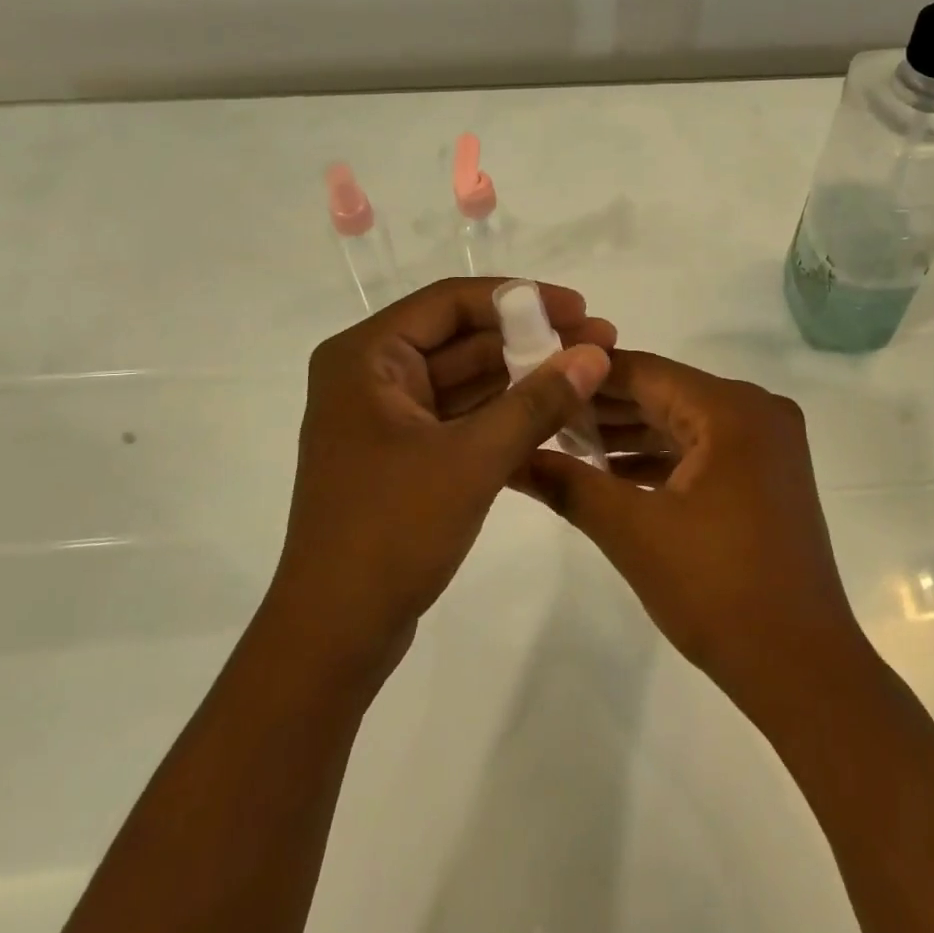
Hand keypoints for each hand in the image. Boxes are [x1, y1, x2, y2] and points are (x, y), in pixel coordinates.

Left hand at [269, 278, 614, 689]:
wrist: (335, 633)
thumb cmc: (392, 532)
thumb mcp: (473, 459)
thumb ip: (537, 401)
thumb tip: (595, 353)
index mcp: (366, 357)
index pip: (451, 302)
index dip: (521, 298)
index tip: (578, 307)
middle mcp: (370, 375)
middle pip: (461, 337)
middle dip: (530, 340)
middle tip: (598, 341)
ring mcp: (386, 417)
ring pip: (465, 378)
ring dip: (523, 375)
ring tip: (587, 373)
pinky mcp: (404, 453)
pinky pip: (461, 415)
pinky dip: (505, 411)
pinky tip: (556, 410)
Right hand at [516, 351, 865, 709]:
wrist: (802, 668)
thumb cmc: (717, 590)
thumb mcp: (633, 532)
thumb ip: (570, 484)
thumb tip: (512, 457)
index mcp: (733, 409)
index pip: (646, 372)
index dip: (588, 374)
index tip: (538, 373)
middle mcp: (757, 411)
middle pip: (665, 393)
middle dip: (604, 406)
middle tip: (542, 410)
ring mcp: (767, 444)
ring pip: (683, 423)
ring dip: (629, 434)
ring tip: (564, 439)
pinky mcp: (766, 476)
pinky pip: (703, 450)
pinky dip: (659, 459)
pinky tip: (610, 471)